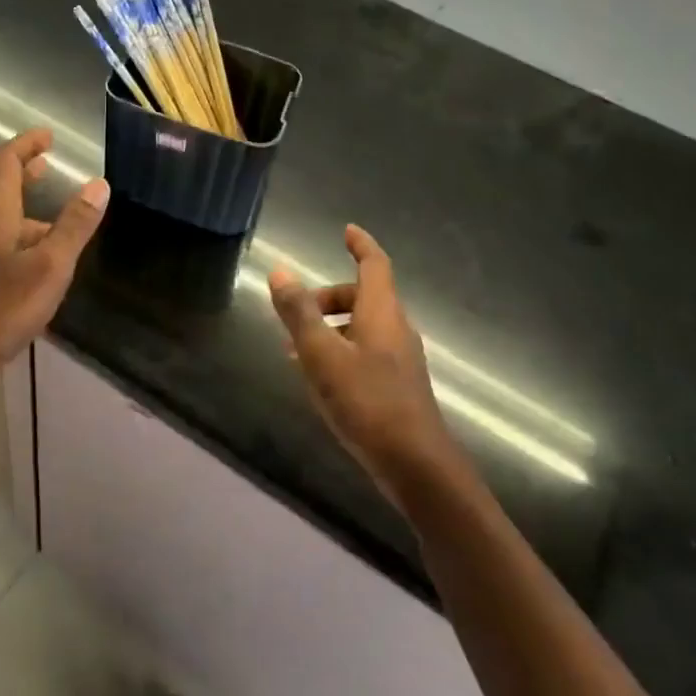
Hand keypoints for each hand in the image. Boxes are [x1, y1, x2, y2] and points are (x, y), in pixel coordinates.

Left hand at [0, 128, 108, 384]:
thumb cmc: (0, 306)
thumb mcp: (50, 266)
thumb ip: (75, 225)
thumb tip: (98, 184)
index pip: (7, 160)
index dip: (27, 144)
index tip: (48, 137)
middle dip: (20, 170)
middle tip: (46, 166)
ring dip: (16, 203)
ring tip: (47, 216)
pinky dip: (8, 230)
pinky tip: (27, 257)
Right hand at [269, 225, 462, 507]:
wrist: (416, 465)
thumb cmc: (367, 402)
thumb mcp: (322, 355)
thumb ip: (299, 313)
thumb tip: (280, 271)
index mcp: (382, 312)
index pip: (374, 265)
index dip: (361, 245)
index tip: (346, 231)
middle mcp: (396, 329)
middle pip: (363, 296)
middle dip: (328, 296)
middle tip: (295, 311)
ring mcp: (400, 359)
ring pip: (362, 327)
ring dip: (330, 327)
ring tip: (294, 350)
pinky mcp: (397, 386)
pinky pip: (365, 352)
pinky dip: (339, 351)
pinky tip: (318, 379)